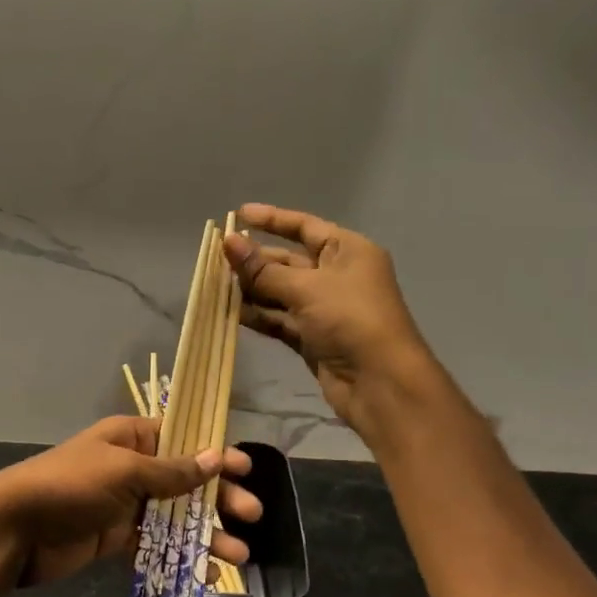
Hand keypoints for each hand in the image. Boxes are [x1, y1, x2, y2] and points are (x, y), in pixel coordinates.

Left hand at [0, 416, 260, 588]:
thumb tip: (214, 457)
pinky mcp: (114, 537)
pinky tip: (204, 571)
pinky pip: (155, 543)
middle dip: (218, 498)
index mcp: (130, 438)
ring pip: (174, 516)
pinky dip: (179, 555)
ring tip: (237, 555)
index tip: (246, 469)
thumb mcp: (124, 471)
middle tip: (252, 515)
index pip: (182, 440)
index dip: (214, 454)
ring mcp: (123, 504)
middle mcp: (130, 467)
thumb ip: (171, 471)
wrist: (15, 528)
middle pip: (184, 481)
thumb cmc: (70, 486)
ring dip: (205, 533)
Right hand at [224, 203, 439, 433]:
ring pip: (281, 292)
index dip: (272, 219)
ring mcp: (325, 309)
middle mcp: (338, 276)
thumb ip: (263, 269)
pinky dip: (259, 315)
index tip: (238, 214)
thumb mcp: (306, 288)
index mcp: (348, 251)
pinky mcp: (314, 338)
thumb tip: (228, 242)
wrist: (379, 382)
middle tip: (217, 258)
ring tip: (216, 284)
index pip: (305, 227)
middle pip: (289, 261)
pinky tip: (231, 312)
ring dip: (252, 288)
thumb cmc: (350, 319)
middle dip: (255, 259)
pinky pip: (281, 320)